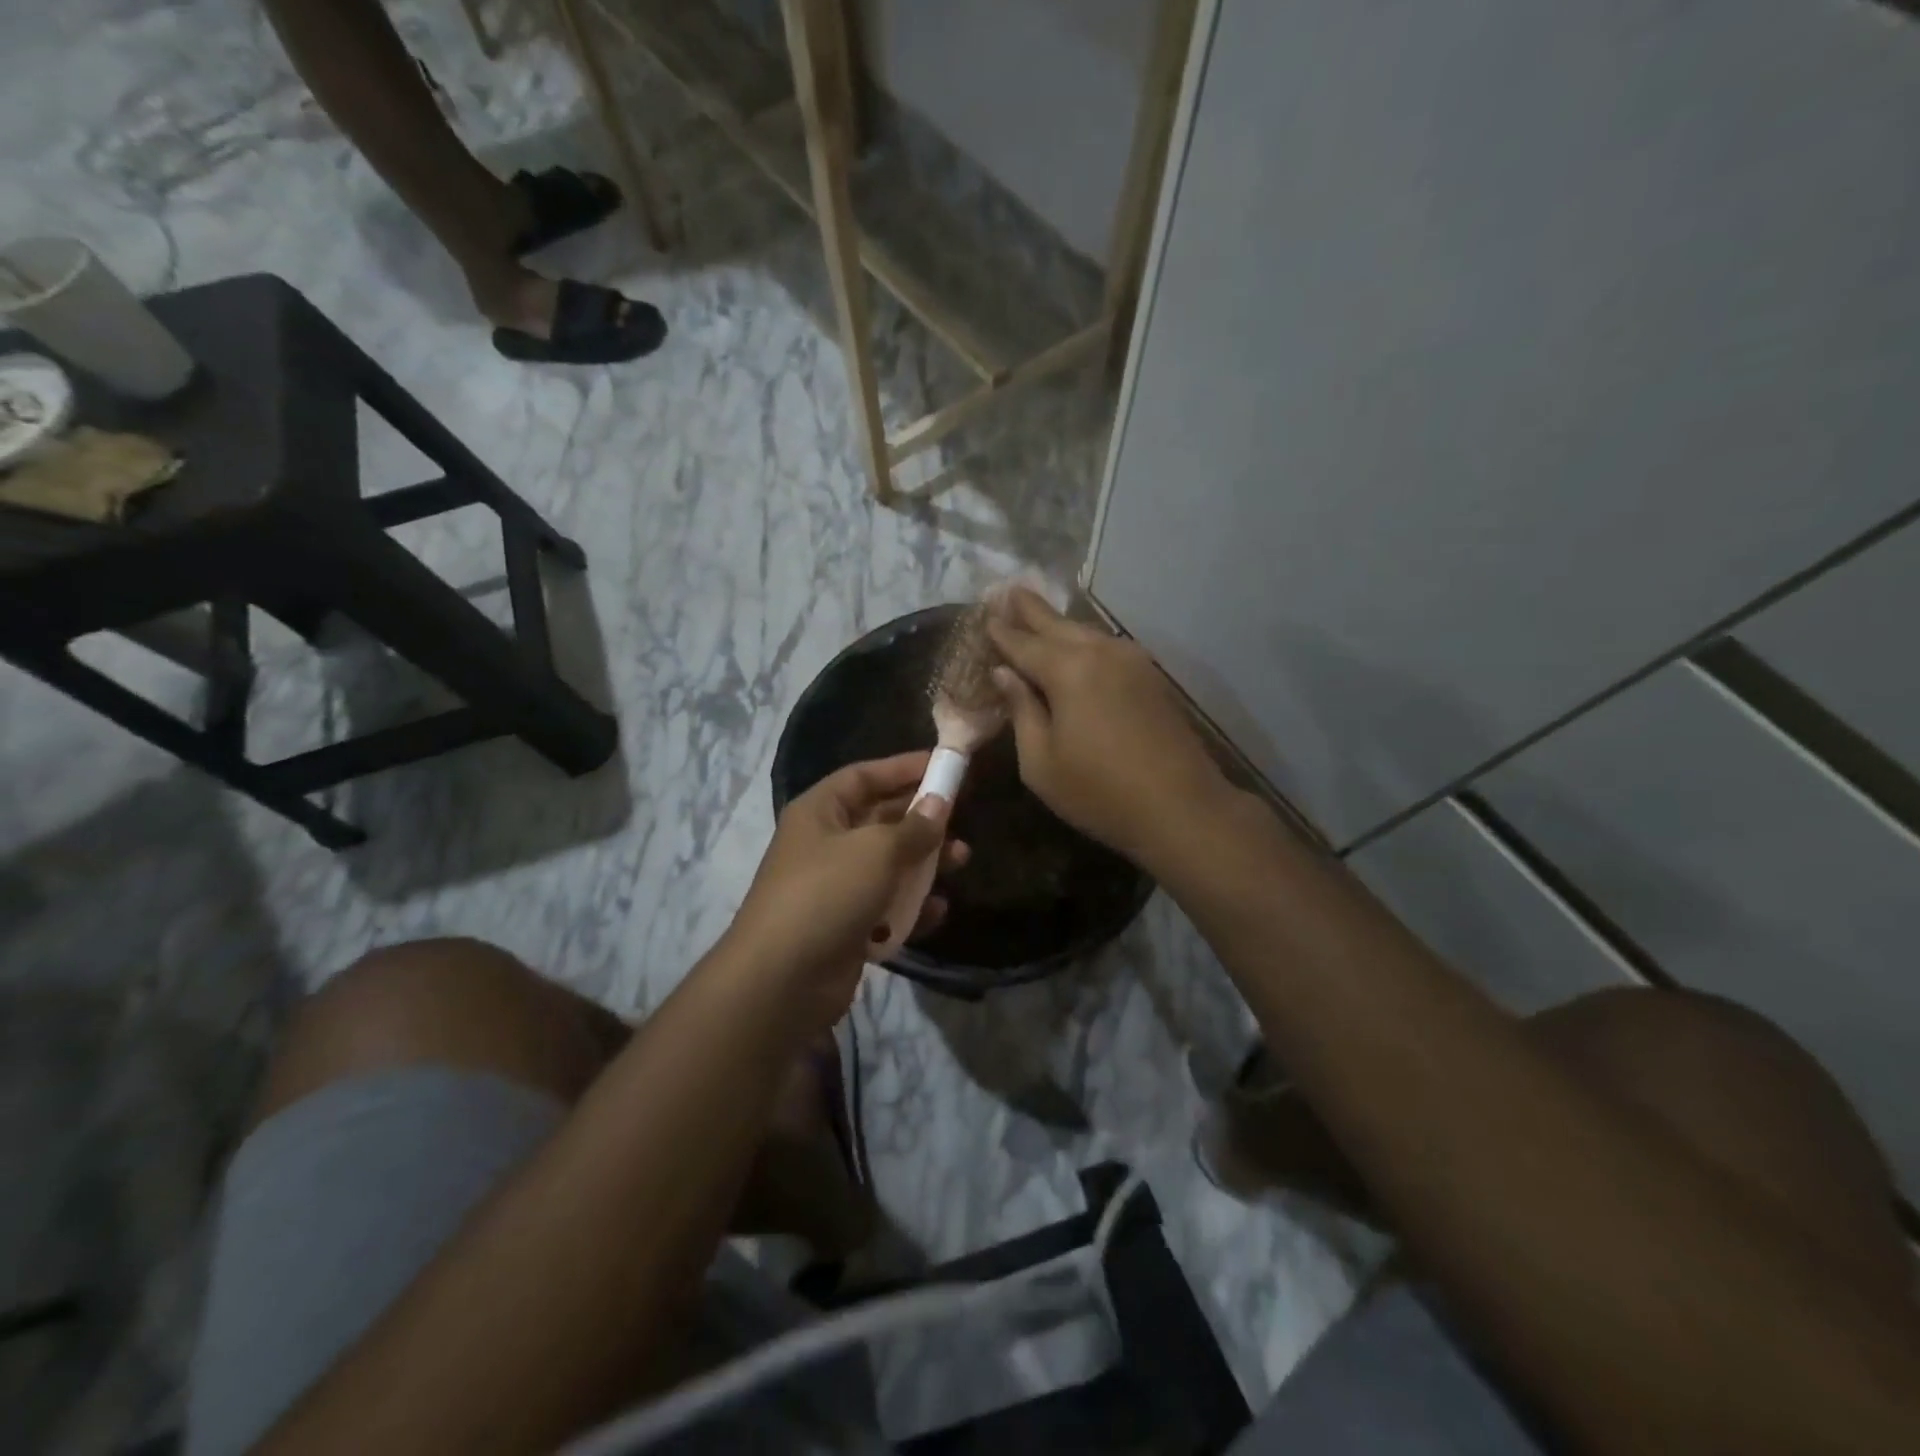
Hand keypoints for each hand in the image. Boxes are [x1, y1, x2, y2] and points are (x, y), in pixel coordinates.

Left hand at [728, 752, 967, 1029]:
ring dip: (925, 863)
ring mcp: (835, 887)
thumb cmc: (827, 894)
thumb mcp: (876, 851)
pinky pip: (887, 906)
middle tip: (960, 818)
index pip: (864, 776)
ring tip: (962, 860)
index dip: (903, 768)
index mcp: (820, 812)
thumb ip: (913, 827)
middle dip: (922, 819)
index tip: (944, 766)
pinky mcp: (846, 926)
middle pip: (880, 819)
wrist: (782, 981)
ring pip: (889, 865)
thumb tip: (939, 803)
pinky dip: (912, 906)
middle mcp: (825, 844)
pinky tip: (938, 910)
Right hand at [987, 588, 1228, 865]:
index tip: (984, 616)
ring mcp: (1132, 661)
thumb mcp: (1040, 762)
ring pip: (1085, 633)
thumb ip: (1021, 711)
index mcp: (1068, 670)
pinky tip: (1076, 647)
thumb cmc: (1098, 792)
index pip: (1023, 643)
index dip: (1001, 632)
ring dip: (1059, 624)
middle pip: (1057, 624)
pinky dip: (1084, 643)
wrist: (1181, 807)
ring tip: (1037, 614)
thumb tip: (1005, 674)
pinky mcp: (1151, 676)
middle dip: (1030, 609)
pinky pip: (1107, 648)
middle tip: (1008, 590)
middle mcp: (1100, 652)